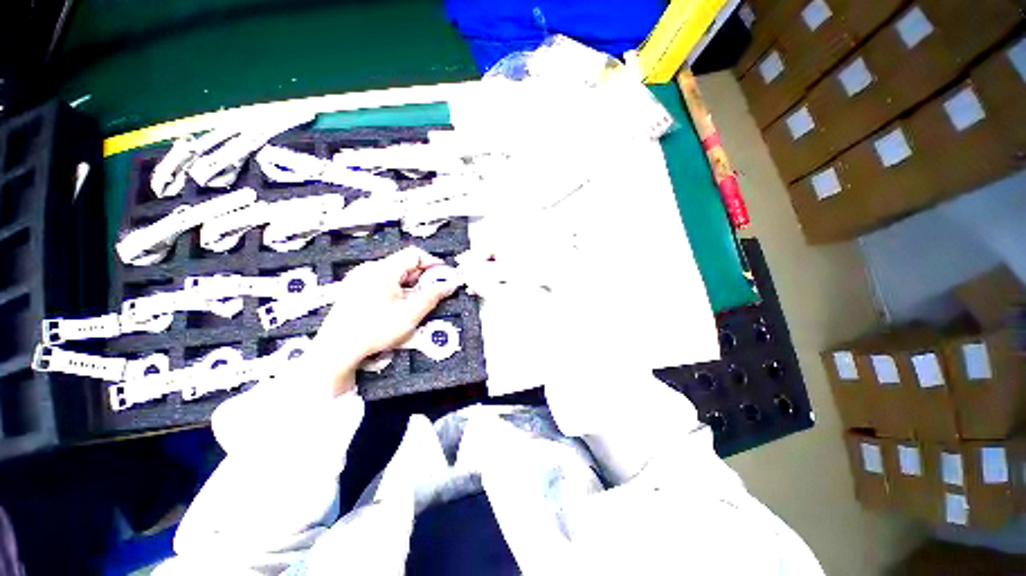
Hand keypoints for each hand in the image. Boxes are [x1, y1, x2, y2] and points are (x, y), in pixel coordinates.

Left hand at [302, 246, 456, 396]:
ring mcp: (358, 278)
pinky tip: (397, 305)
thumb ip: (432, 296)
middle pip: (403, 263)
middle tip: (432, 292)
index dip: (432, 263)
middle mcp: (369, 269)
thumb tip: (449, 284)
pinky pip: (381, 280)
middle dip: (422, 276)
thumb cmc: (374, 331)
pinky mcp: (353, 288)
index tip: (444, 276)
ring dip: (410, 283)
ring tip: (415, 301)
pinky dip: (396, 288)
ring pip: (393, 273)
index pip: (414, 254)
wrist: (337, 350)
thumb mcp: (410, 314)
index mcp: (383, 270)